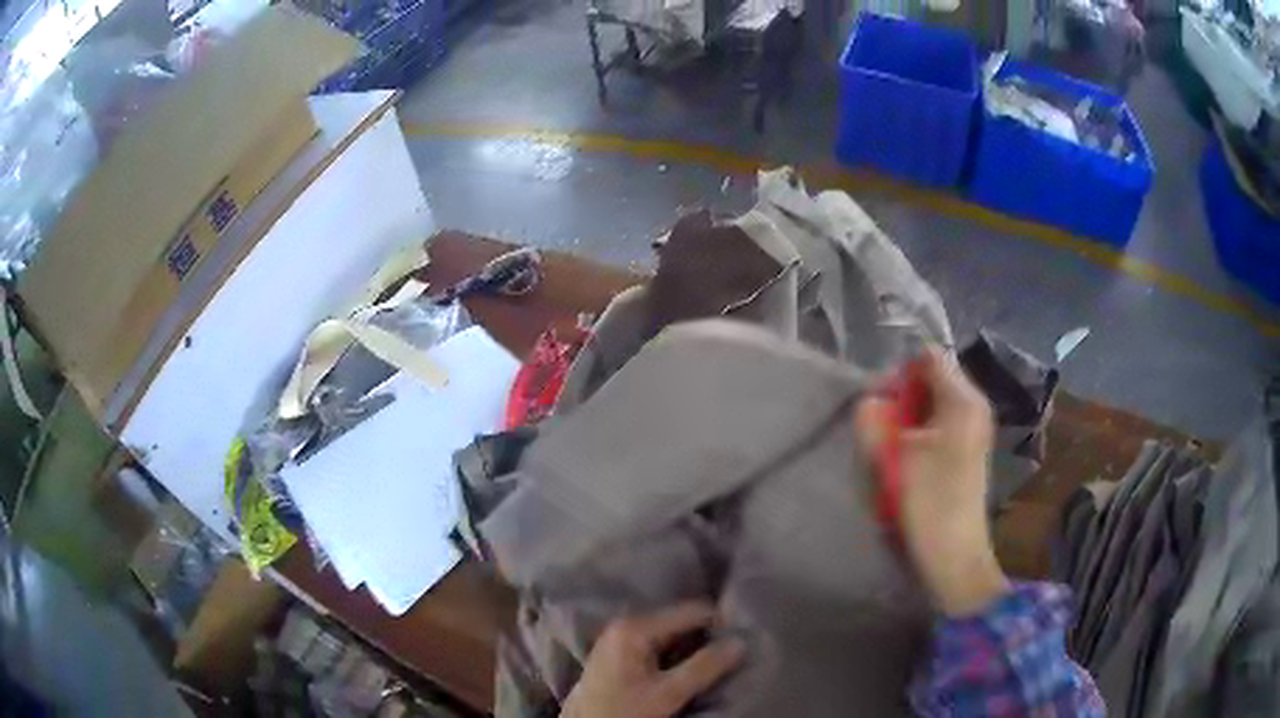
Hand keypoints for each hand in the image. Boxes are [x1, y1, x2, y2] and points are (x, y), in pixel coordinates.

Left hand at [562, 602, 745, 717]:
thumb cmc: (623, 710)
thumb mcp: (668, 693)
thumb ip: (704, 667)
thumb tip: (741, 643)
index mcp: (635, 627)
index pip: (691, 611)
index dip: (720, 623)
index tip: (743, 638)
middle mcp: (625, 623)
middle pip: (679, 621)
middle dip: (706, 635)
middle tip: (732, 650)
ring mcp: (619, 637)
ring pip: (670, 634)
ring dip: (693, 646)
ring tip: (716, 658)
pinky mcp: (619, 653)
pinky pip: (657, 644)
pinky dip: (677, 653)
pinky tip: (690, 666)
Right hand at [854, 347, 1009, 616]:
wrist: (954, 555)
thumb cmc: (928, 503)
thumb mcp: (893, 457)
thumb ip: (875, 419)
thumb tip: (871, 401)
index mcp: (963, 400)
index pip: (929, 357)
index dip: (900, 373)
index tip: (881, 404)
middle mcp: (974, 407)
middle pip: (932, 379)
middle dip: (902, 399)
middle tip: (883, 431)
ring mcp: (973, 430)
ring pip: (932, 405)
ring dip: (907, 421)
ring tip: (893, 452)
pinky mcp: (967, 451)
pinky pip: (938, 426)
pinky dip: (918, 437)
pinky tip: (907, 465)